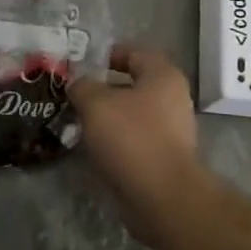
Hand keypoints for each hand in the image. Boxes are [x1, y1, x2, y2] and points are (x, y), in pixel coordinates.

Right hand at [69, 45, 202, 205]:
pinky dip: (118, 140)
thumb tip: (79, 85)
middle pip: (134, 84)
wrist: (162, 196)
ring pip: (135, 114)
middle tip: (76, 95)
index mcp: (163, 75)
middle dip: (105, 89)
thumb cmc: (131, 138)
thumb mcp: (96, 104)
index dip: (107, 55)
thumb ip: (83, 87)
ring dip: (110, 116)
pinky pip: (137, 139)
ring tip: (81, 122)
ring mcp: (174, 130)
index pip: (134, 53)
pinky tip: (96, 147)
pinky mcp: (167, 157)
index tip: (81, 65)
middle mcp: (174, 98)